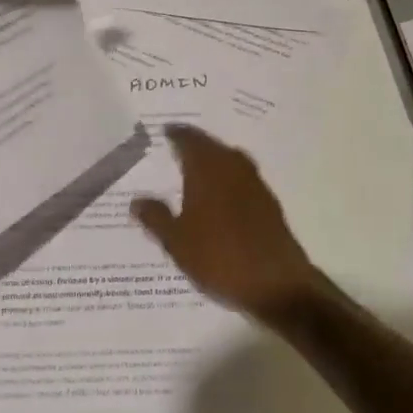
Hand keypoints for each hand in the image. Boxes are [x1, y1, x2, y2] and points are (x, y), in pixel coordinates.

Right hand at [131, 125, 319, 324]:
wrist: (276, 283)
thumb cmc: (219, 258)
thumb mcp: (177, 242)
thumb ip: (156, 217)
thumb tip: (136, 199)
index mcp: (207, 169)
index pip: (189, 139)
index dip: (176, 133)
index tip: (165, 130)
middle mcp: (232, 166)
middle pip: (211, 145)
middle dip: (195, 143)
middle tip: (178, 144)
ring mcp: (254, 182)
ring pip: (229, 159)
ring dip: (214, 158)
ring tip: (197, 166)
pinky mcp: (269, 201)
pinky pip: (242, 176)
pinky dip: (229, 177)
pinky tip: (222, 193)